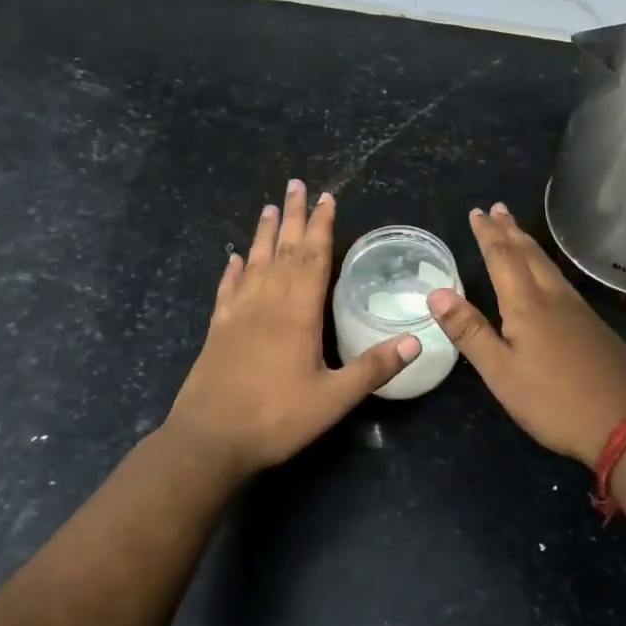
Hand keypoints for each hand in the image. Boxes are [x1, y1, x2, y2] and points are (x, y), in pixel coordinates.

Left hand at [165, 180, 420, 478]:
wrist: (209, 440)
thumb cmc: (276, 418)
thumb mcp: (334, 399)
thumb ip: (373, 368)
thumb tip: (416, 340)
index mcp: (298, 313)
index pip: (314, 258)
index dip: (322, 226)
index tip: (326, 197)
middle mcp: (267, 303)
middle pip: (284, 250)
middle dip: (294, 216)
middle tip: (296, 184)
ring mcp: (238, 314)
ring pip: (254, 262)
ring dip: (264, 234)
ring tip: (269, 207)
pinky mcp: (217, 330)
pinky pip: (227, 290)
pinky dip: (232, 270)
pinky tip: (233, 259)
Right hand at [428, 203, 625, 466]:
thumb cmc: (554, 401)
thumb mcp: (501, 372)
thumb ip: (470, 332)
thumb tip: (436, 292)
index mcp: (527, 306)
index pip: (502, 259)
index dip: (488, 235)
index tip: (476, 212)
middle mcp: (554, 298)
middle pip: (529, 255)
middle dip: (510, 230)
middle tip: (497, 208)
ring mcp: (579, 311)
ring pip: (548, 266)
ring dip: (529, 244)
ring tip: (517, 232)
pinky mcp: (594, 326)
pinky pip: (561, 281)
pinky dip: (545, 265)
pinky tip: (548, 277)